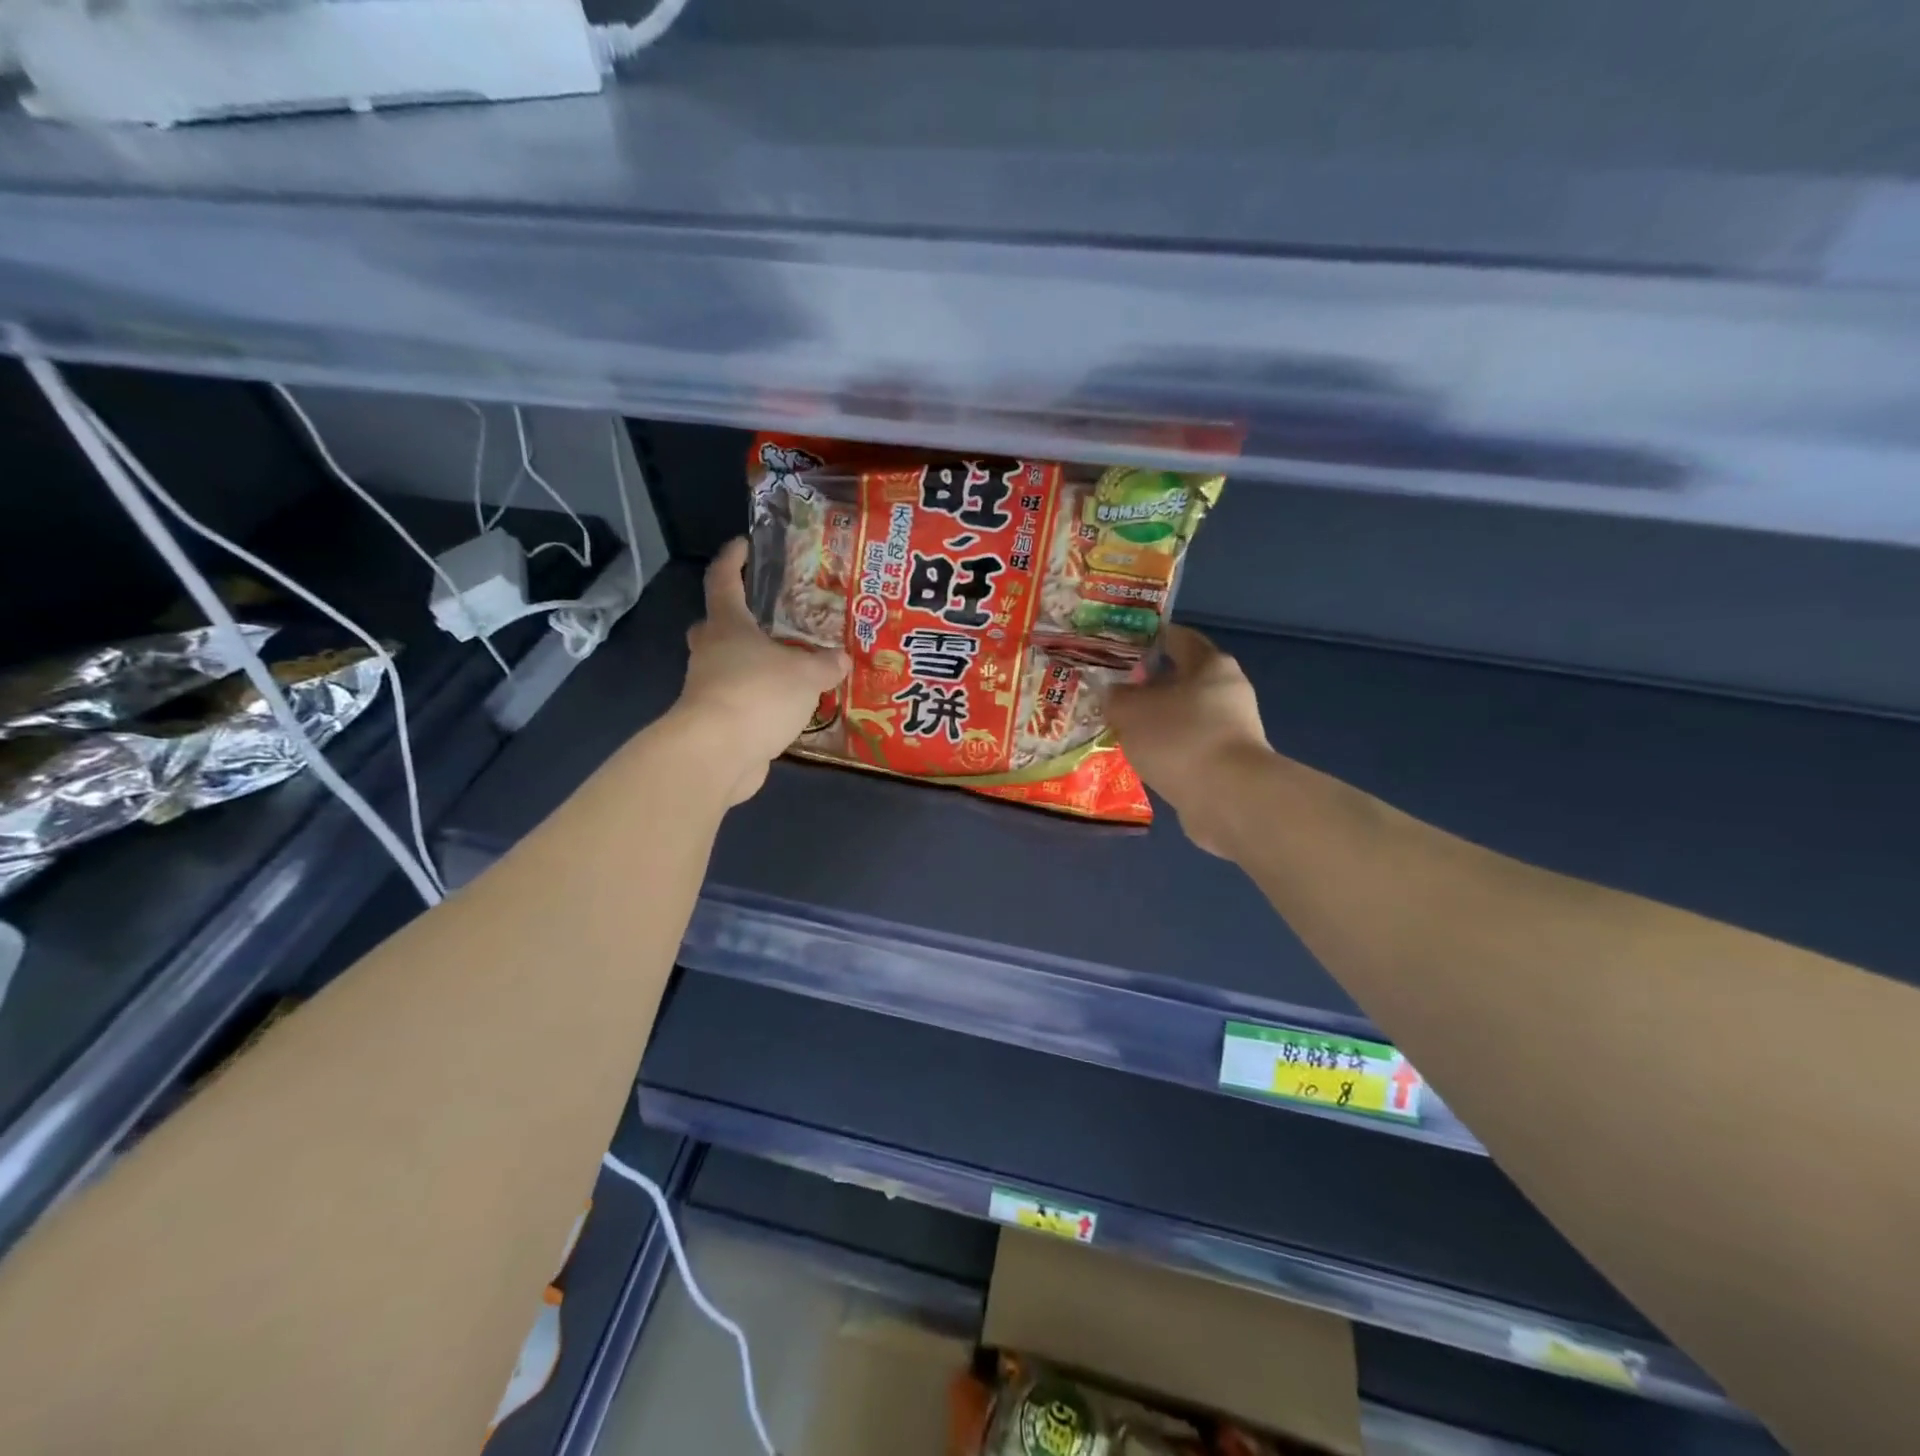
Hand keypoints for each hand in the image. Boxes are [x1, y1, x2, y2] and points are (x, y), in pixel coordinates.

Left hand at [675, 539, 849, 804]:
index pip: (723, 580)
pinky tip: (783, 707)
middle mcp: (711, 652)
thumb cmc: (758, 694)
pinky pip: (737, 700)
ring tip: (789, 668)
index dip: (733, 559)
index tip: (744, 545)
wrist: (718, 753)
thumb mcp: (805, 674)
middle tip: (765, 619)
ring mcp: (707, 688)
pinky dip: (757, 700)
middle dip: (733, 619)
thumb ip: (825, 664)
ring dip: (750, 664)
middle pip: (714, 625)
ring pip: (726, 665)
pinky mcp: (715, 721)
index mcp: (727, 626)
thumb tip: (840, 659)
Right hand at [1104, 625, 1273, 856]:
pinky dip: (1167, 748)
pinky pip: (1188, 746)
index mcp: (1210, 664)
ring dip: (1156, 720)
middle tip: (1113, 691)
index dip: (1149, 638)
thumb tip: (1113, 694)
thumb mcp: (1131, 710)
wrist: (1227, 797)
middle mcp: (1227, 691)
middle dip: (1148, 685)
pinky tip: (1142, 757)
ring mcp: (1231, 729)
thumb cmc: (1180, 737)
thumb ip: (1117, 697)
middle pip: (1182, 679)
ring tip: (1120, 727)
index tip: (1120, 646)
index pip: (1178, 638)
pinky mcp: (1227, 762)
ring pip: (1184, 715)